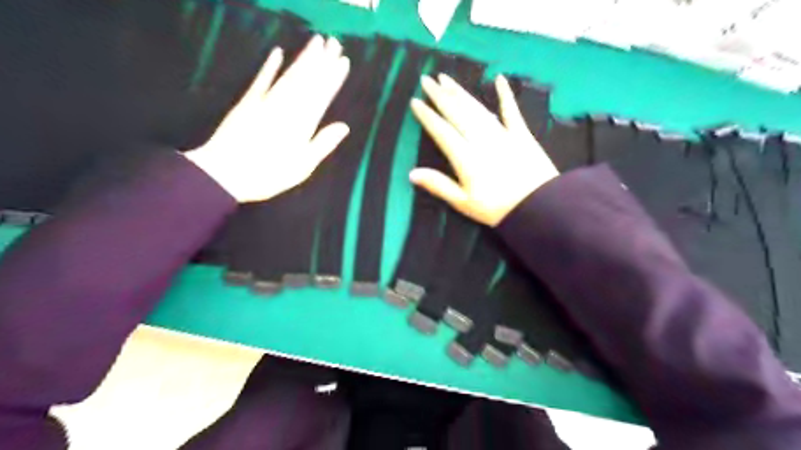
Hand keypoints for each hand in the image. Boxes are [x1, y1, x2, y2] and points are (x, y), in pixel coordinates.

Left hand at [190, 35, 351, 201]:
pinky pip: (261, 80)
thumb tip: (344, 126)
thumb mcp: (303, 166)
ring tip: (316, 42)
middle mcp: (287, 107)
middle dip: (322, 61)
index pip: (322, 95)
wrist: (225, 173)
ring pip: (289, 76)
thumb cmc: (269, 174)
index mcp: (303, 124)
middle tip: (334, 42)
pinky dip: (270, 66)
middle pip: (308, 80)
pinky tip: (278, 52)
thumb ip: (323, 144)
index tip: (343, 61)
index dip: (333, 78)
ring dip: (303, 58)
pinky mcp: (247, 102)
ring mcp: (266, 102)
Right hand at [407, 76, 558, 227]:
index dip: (427, 116)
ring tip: (446, 79)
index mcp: (465, 157)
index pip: (442, 131)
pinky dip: (506, 95)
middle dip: (440, 96)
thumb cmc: (497, 209)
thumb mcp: (463, 203)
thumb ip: (438, 186)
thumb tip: (411, 173)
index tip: (415, 102)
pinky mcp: (521, 134)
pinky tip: (499, 79)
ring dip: (461, 92)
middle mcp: (481, 139)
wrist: (538, 207)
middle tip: (426, 80)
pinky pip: (512, 111)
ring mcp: (502, 134)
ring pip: (477, 108)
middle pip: (457, 113)